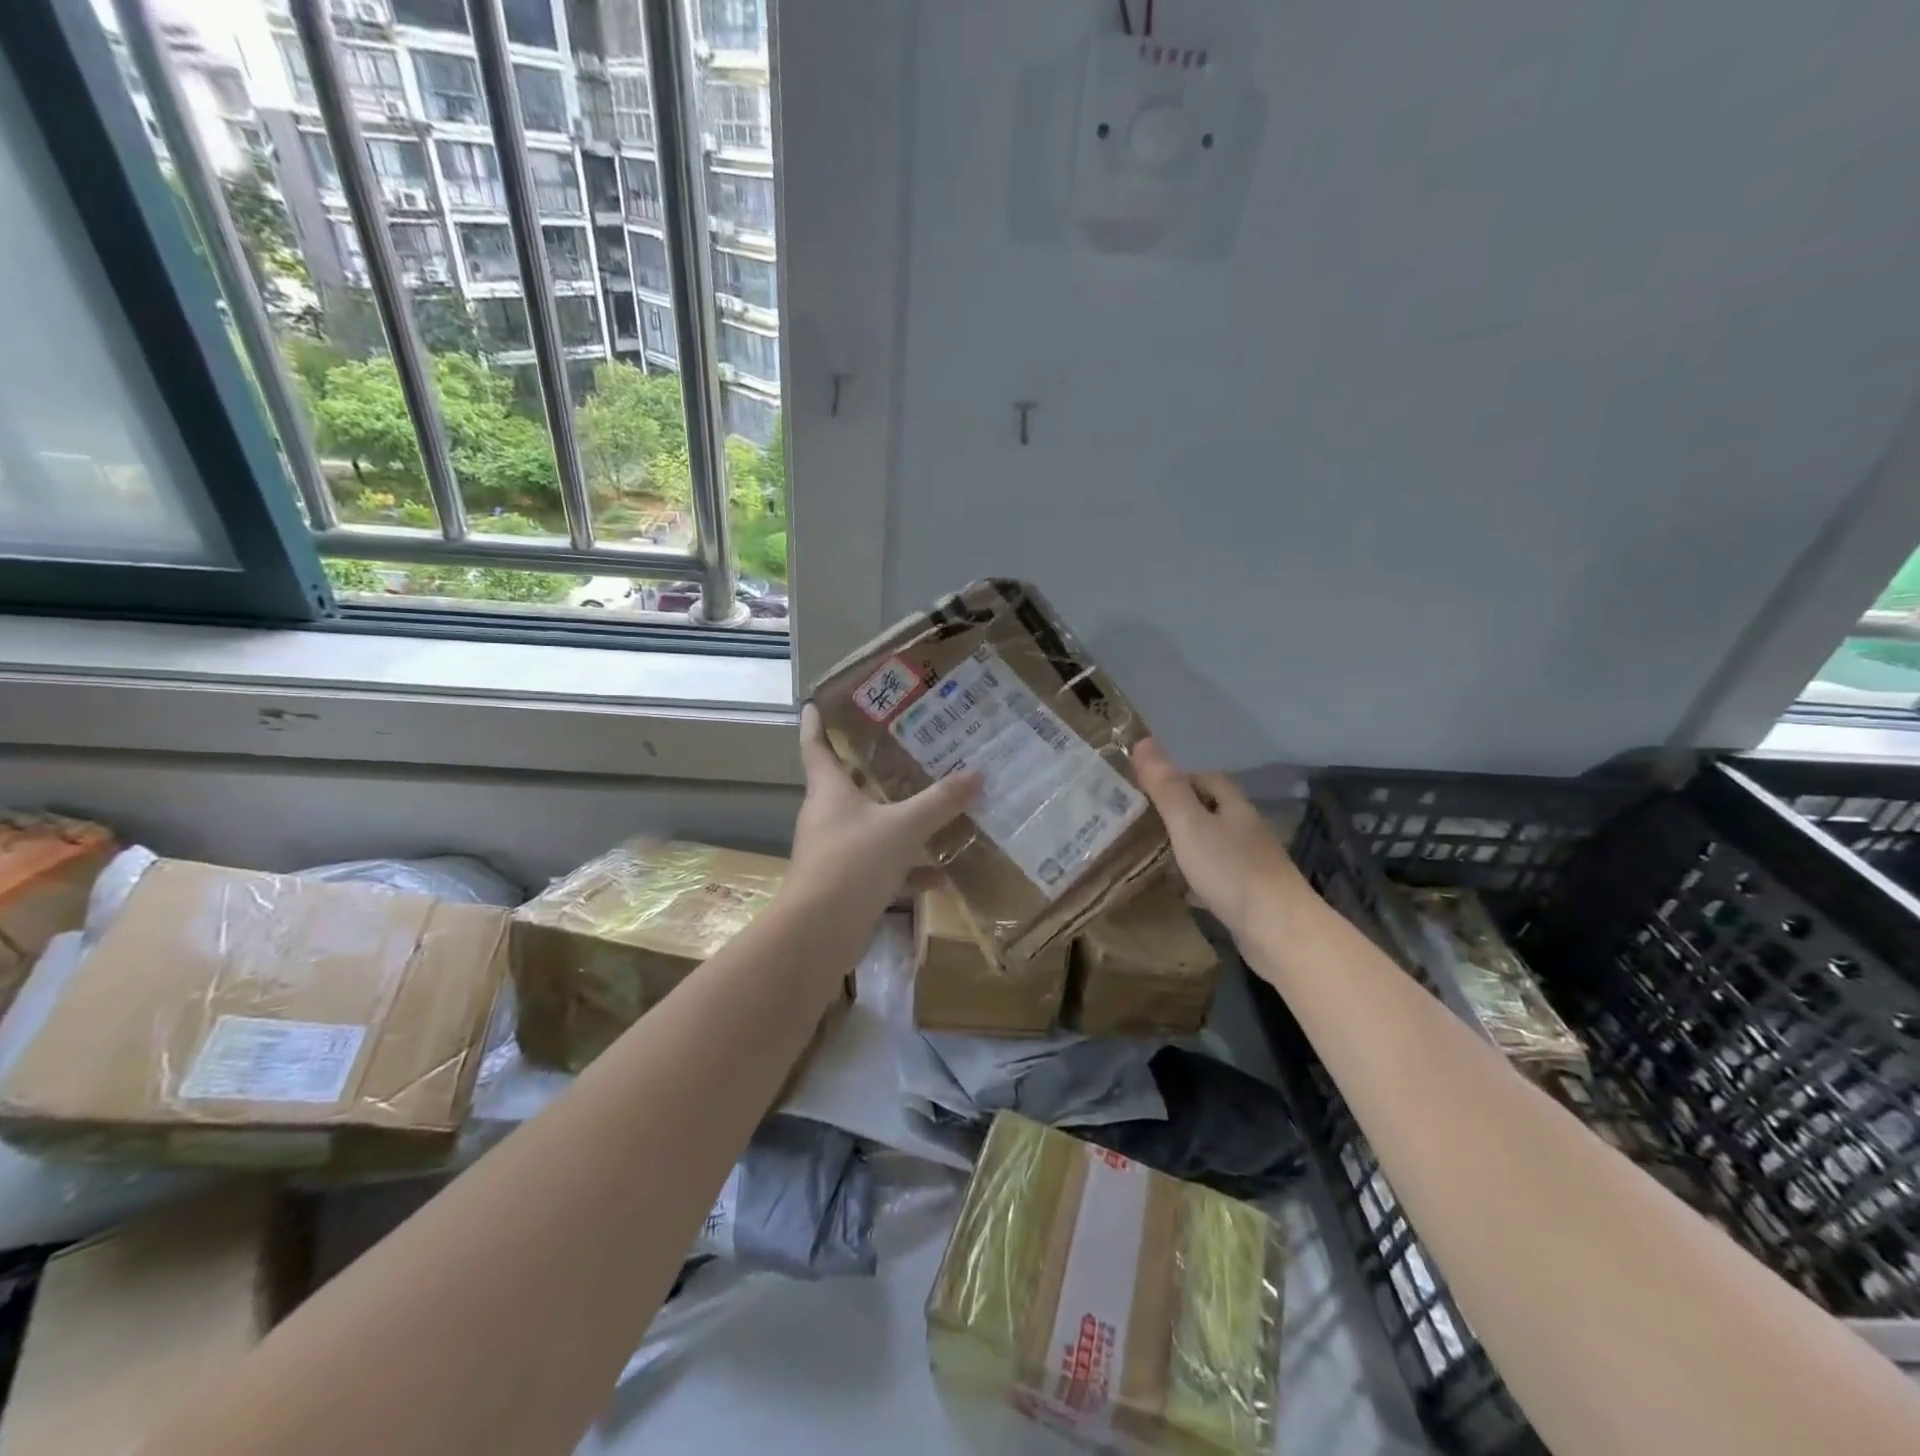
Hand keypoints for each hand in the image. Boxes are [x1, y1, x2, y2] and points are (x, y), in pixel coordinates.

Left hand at [787, 703, 980, 920]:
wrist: (820, 932)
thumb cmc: (854, 862)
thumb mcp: (904, 827)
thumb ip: (939, 802)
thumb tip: (976, 774)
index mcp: (829, 790)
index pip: (816, 746)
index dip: (816, 724)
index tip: (816, 703)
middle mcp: (827, 816)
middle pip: (848, 784)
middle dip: (874, 769)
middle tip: (905, 750)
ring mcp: (835, 851)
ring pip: (870, 827)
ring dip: (899, 822)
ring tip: (934, 810)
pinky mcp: (846, 884)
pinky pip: (881, 866)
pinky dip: (907, 869)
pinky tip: (940, 875)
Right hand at [1132, 739, 1310, 941]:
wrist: (1279, 931)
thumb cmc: (1231, 871)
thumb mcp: (1189, 824)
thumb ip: (1166, 787)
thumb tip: (1142, 740)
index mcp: (1233, 806)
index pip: (1207, 778)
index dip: (1177, 778)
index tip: (1144, 789)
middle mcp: (1245, 830)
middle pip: (1208, 811)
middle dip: (1177, 814)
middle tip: (1138, 822)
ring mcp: (1250, 864)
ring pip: (1211, 846)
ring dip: (1185, 847)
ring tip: (1149, 854)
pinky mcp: (1248, 895)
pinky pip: (1215, 878)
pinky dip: (1195, 880)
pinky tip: (1177, 890)